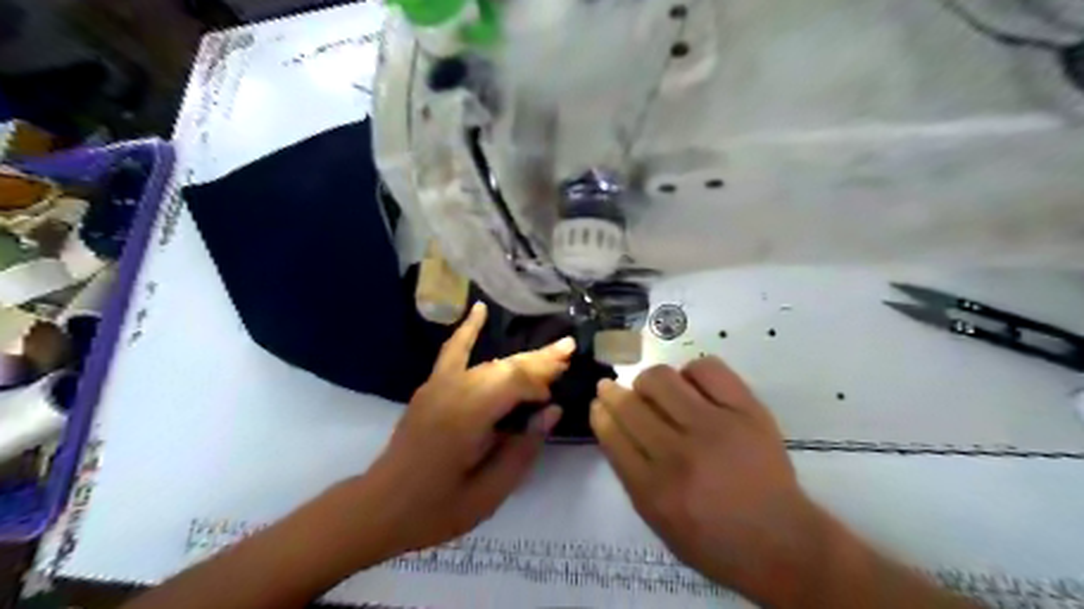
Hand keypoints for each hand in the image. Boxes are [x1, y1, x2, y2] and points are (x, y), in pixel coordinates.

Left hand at [359, 303, 574, 558]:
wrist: (379, 508)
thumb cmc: (436, 509)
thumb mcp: (489, 493)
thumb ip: (522, 450)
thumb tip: (551, 412)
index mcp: (467, 418)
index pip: (513, 383)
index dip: (540, 383)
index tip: (554, 398)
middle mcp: (453, 391)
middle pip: (505, 367)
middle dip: (540, 361)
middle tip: (569, 351)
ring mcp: (438, 385)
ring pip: (489, 362)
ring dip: (520, 358)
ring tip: (551, 352)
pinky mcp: (431, 386)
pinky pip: (452, 351)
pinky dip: (468, 330)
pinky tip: (479, 309)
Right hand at [593, 358, 822, 594]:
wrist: (782, 543)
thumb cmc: (715, 541)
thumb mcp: (658, 522)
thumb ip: (632, 475)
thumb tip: (614, 426)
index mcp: (654, 490)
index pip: (613, 434)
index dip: (601, 412)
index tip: (599, 402)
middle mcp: (679, 455)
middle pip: (632, 404)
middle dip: (613, 391)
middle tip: (613, 388)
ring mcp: (715, 427)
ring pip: (662, 379)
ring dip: (649, 381)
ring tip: (656, 390)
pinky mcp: (746, 410)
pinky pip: (706, 369)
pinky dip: (692, 372)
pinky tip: (693, 386)